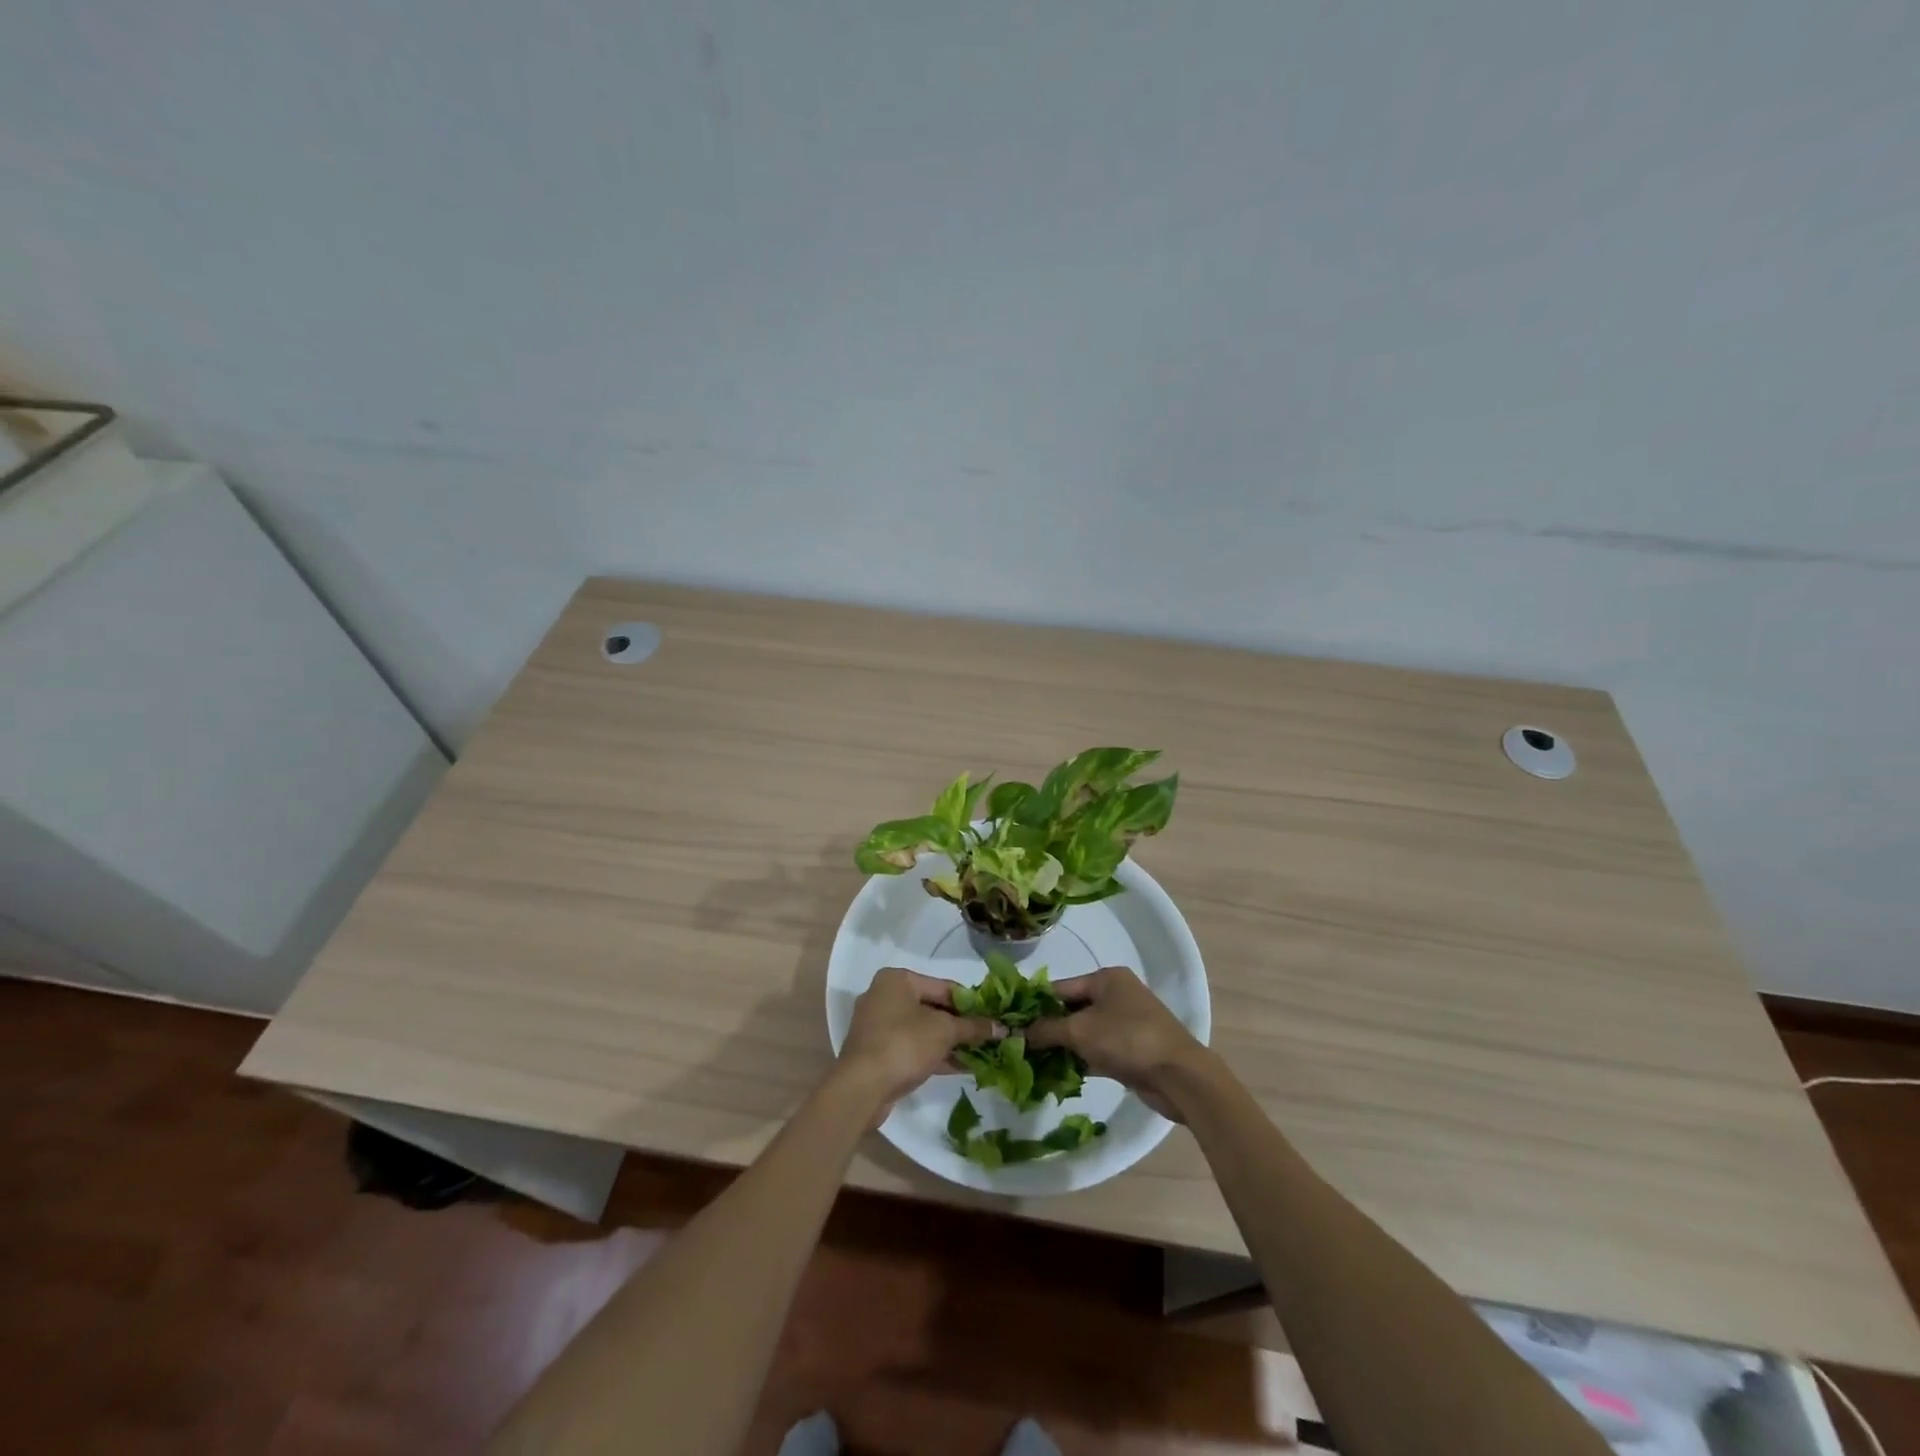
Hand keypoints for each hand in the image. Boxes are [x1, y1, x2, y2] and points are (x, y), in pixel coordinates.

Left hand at [837, 967, 1002, 1117]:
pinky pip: (914, 1048)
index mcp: (897, 980)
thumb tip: (1003, 1028)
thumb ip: (974, 1027)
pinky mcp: (879, 1053)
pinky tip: (964, 1066)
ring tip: (983, 1053)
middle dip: (962, 1025)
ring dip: (952, 1042)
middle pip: (934, 1008)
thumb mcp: (944, 1031)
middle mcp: (885, 997)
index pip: (944, 986)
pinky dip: (936, 1055)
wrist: (862, 1087)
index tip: (994, 1016)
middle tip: (990, 1036)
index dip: (972, 1002)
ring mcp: (879, 1026)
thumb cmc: (904, 1043)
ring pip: (924, 1030)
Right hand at [1025, 966, 1207, 1120]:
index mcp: (1106, 978)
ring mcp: (1126, 1022)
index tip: (1010, 1020)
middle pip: (1072, 1008)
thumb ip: (1046, 1029)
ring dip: (1063, 1046)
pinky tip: (1058, 1074)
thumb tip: (1016, 1032)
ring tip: (1033, 1062)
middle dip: (1048, 1028)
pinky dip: (1080, 1059)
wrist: (1179, 1076)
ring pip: (1084, 1031)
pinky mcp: (1132, 1048)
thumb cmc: (1127, 1039)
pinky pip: (1097, 1049)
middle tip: (1019, 1045)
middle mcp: (1117, 994)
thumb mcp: (1080, 1031)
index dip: (1035, 1004)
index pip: (1060, 987)